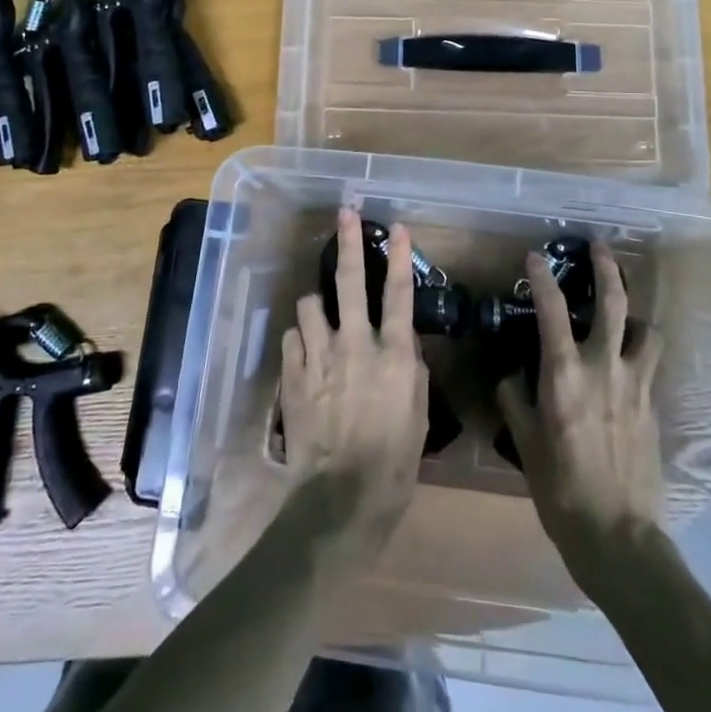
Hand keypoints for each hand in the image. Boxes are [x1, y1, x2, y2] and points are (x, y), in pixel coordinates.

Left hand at [279, 208, 428, 555]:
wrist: (341, 498)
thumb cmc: (394, 462)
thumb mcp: (418, 414)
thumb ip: (410, 368)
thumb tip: (402, 338)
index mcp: (392, 354)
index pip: (398, 294)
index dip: (399, 257)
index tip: (399, 227)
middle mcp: (355, 344)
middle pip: (350, 282)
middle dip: (348, 242)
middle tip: (346, 213)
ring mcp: (319, 357)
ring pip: (310, 304)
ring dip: (317, 305)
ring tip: (321, 315)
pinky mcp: (292, 375)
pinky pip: (292, 338)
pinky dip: (300, 339)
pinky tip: (306, 353)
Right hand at [496, 242, 665, 592]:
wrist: (619, 536)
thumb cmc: (561, 489)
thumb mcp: (525, 443)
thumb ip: (515, 400)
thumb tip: (512, 375)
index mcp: (565, 375)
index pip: (551, 310)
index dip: (542, 278)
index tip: (534, 256)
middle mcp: (604, 368)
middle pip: (615, 303)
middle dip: (607, 268)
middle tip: (600, 247)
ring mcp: (636, 385)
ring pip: (646, 330)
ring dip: (635, 315)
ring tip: (625, 316)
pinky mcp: (654, 406)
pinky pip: (650, 364)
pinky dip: (640, 352)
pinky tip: (628, 365)